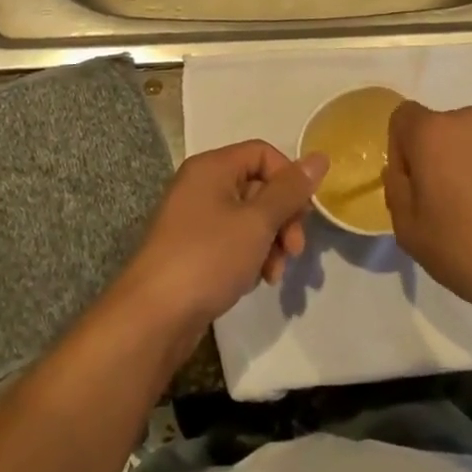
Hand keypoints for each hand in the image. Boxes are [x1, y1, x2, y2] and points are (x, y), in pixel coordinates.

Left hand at [118, 141, 327, 335]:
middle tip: (295, 251)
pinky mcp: (193, 250)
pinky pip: (233, 240)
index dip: (289, 179)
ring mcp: (194, 219)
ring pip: (249, 218)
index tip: (302, 214)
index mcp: (212, 167)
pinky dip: (251, 256)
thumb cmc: (207, 258)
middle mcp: (201, 185)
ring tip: (275, 274)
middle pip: (258, 186)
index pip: (263, 153)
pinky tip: (257, 280)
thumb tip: (320, 157)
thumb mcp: (257, 222)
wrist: (152, 318)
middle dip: (283, 218)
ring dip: (271, 242)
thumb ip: (290, 190)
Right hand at [383, 102, 471, 324]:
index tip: (416, 183)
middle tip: (456, 200)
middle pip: (445, 127)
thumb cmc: (467, 252)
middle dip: (444, 155)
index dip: (403, 148)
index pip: (404, 117)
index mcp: (432, 133)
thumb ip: (396, 188)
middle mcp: (471, 117)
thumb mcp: (409, 232)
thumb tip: (402, 169)